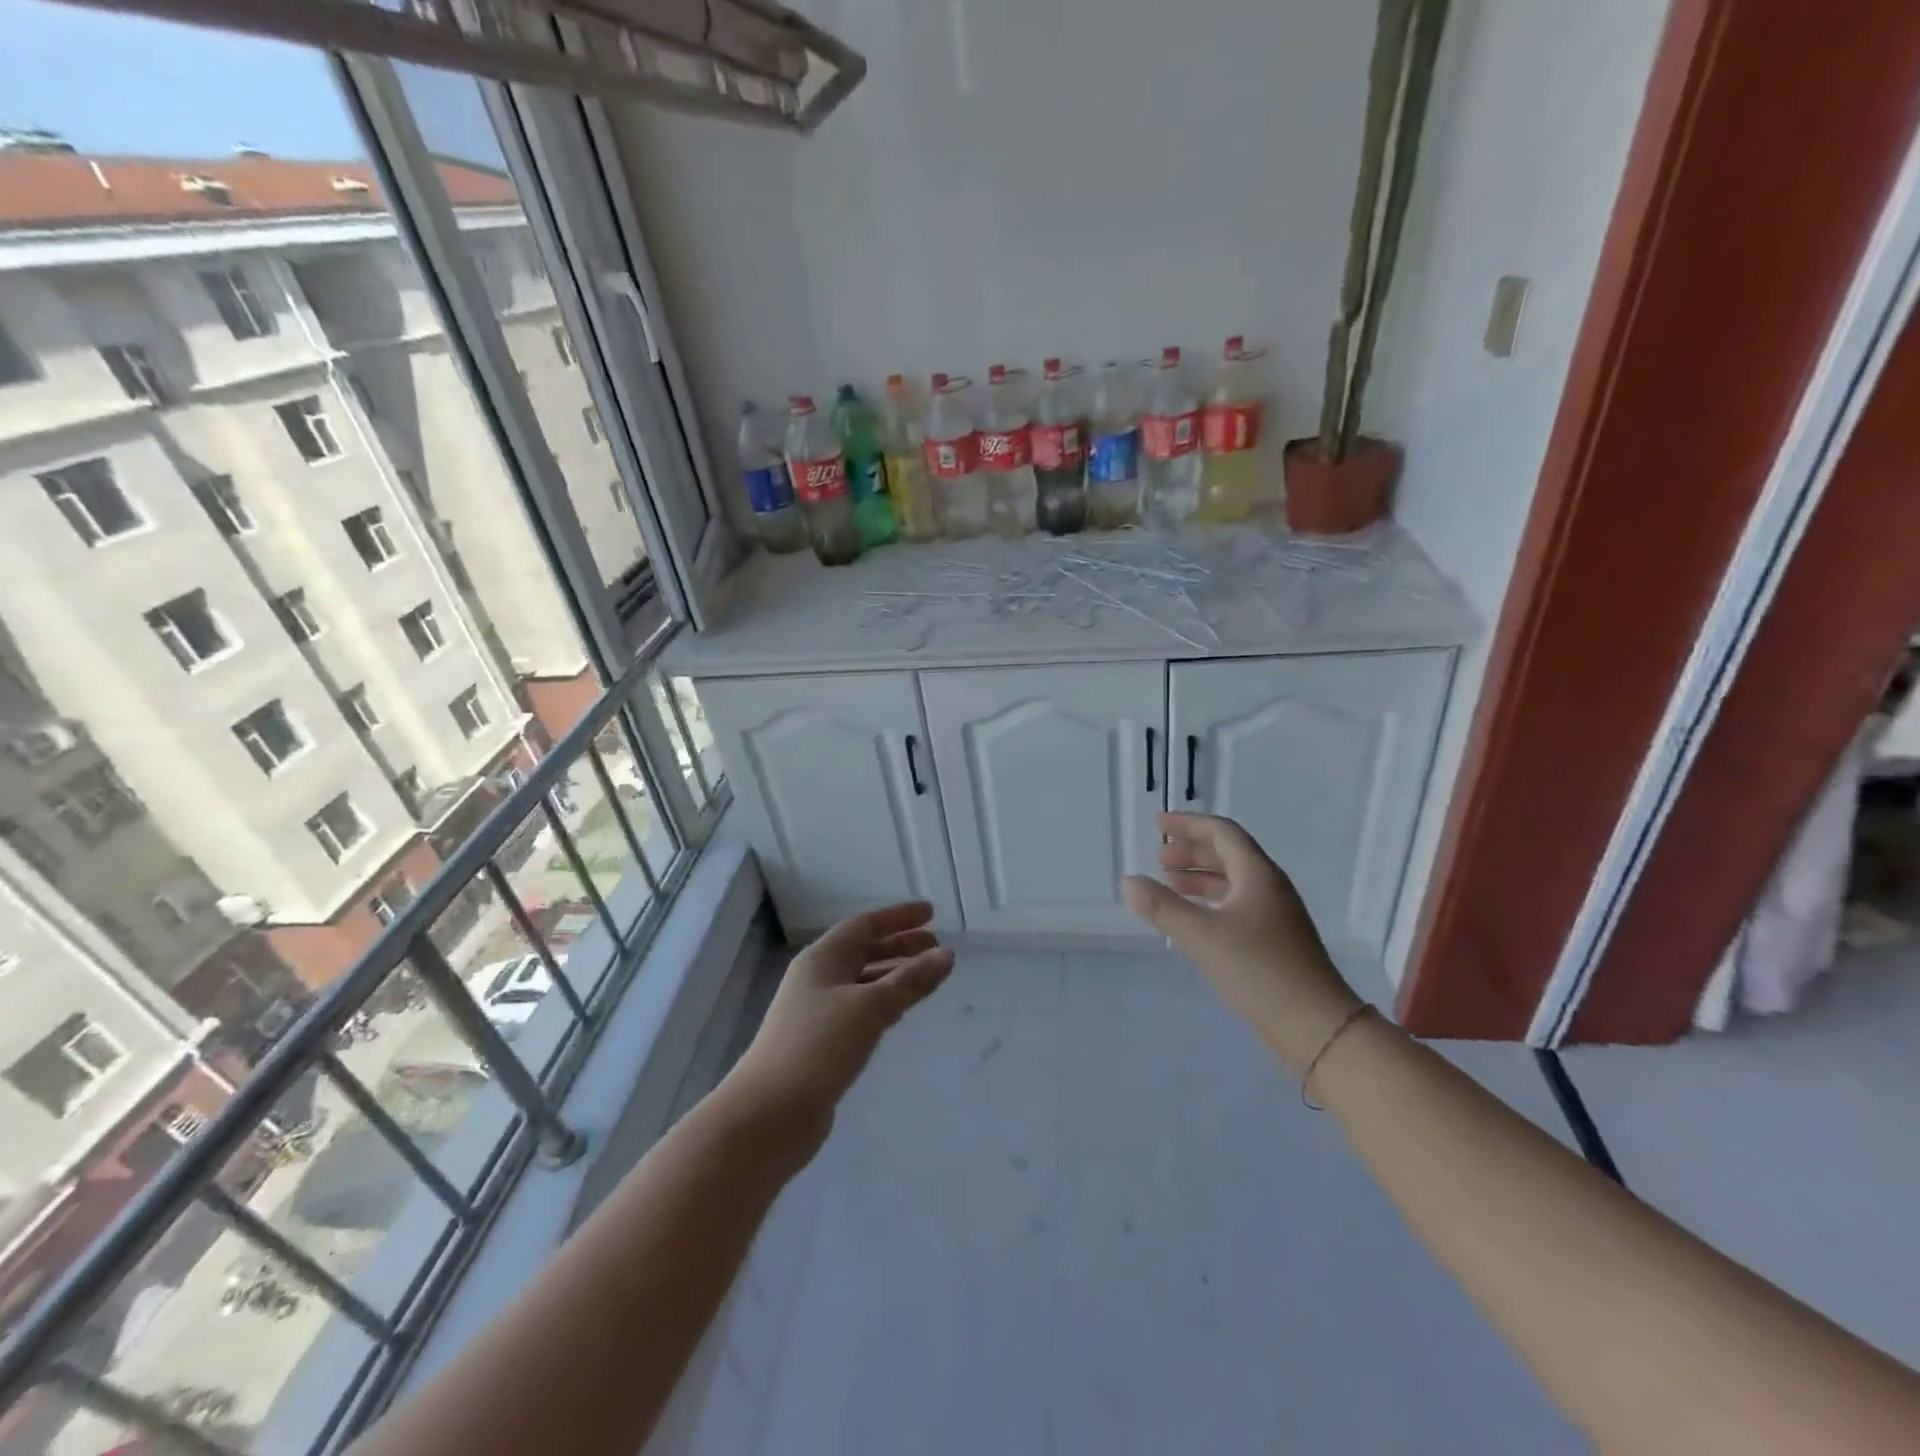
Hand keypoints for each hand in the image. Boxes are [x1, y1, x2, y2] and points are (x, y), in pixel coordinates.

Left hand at [724, 902, 954, 1153]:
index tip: (931, 914)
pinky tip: (900, 1015)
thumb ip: (910, 981)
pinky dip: (882, 1004)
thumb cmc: (819, 1047)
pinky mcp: (821, 1044)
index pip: (864, 925)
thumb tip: (947, 955)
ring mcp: (816, 1012)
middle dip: (899, 945)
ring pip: (862, 982)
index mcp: (822, 959)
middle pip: (863, 951)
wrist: (770, 1114)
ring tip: (926, 977)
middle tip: (936, 946)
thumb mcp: (870, 1008)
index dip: (898, 917)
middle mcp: (817, 979)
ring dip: (893, 975)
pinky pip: (858, 1011)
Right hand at [1122, 813, 1360, 1072]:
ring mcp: (1276, 916)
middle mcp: (1270, 887)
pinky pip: (1237, 906)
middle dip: (1192, 852)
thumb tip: (1128, 881)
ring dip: (1200, 878)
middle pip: (1229, 854)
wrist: (1317, 1026)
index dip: (1188, 824)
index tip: (1158, 823)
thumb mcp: (1202, 936)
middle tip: (1158, 858)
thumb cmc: (1259, 970)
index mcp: (1258, 875)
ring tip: (1169, 885)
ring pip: (1233, 882)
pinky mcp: (1276, 941)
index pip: (1222, 833)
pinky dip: (1211, 903)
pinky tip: (1194, 920)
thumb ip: (1162, 907)